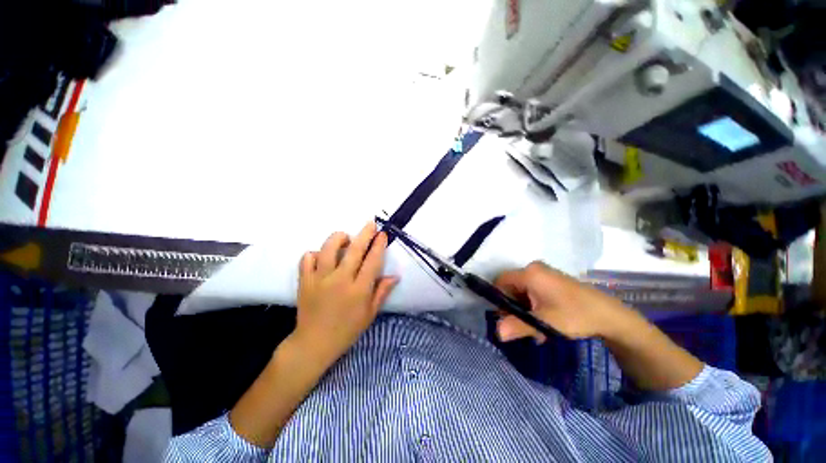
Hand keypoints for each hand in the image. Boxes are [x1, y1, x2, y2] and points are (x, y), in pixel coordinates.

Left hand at [292, 222, 397, 365]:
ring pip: (328, 248)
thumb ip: (382, 292)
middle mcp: (340, 280)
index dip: (379, 245)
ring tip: (346, 239)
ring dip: (339, 238)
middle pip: (354, 250)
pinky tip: (322, 257)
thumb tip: (395, 276)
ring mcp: (320, 279)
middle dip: (365, 233)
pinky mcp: (304, 281)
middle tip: (371, 224)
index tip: (382, 234)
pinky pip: (307, 258)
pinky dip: (315, 253)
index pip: (372, 261)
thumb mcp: (370, 313)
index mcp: (359, 290)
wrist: (314, 343)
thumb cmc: (347, 329)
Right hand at [494, 261, 632, 341]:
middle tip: (521, 326)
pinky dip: (534, 306)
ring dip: (524, 309)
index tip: (503, 317)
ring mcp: (544, 274)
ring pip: (522, 291)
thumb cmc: (575, 315)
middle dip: (513, 307)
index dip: (498, 299)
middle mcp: (534, 269)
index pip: (501, 281)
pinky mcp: (552, 281)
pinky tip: (544, 322)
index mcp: (529, 273)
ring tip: (535, 328)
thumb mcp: (545, 323)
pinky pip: (533, 291)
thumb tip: (497, 333)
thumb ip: (518, 326)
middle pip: (511, 287)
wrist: (610, 316)